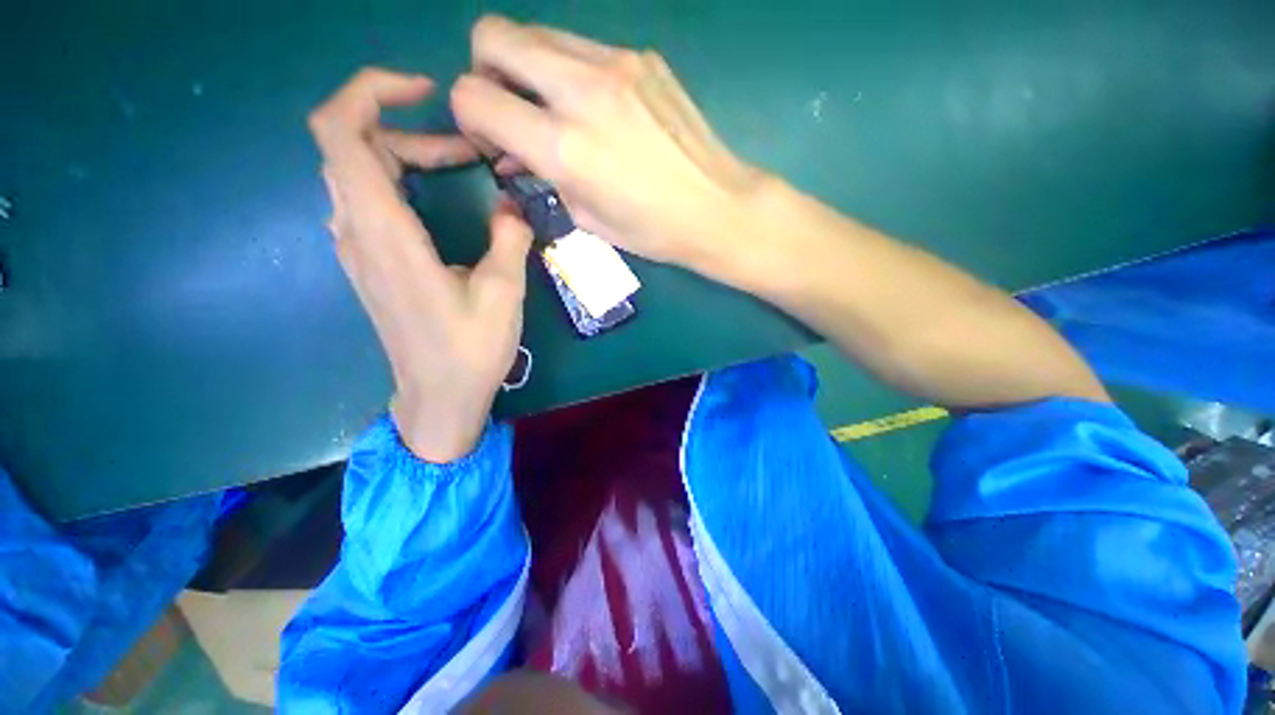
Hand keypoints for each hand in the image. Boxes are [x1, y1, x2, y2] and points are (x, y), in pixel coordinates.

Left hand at [309, 68, 532, 462]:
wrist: (437, 397)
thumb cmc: (469, 351)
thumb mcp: (504, 294)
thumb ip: (510, 239)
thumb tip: (515, 204)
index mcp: (387, 235)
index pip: (340, 133)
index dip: (369, 92)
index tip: (424, 93)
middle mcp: (358, 233)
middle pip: (354, 146)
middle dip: (410, 132)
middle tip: (468, 153)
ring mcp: (358, 249)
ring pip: (360, 173)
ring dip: (407, 158)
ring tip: (461, 172)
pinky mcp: (370, 263)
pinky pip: (369, 200)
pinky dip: (400, 182)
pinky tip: (440, 203)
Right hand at [450, 16, 763, 269]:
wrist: (716, 207)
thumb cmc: (652, 230)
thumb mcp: (586, 219)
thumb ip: (541, 178)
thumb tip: (512, 156)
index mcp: (565, 146)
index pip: (473, 97)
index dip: (470, 119)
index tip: (494, 142)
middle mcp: (582, 90)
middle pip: (493, 35)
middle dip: (486, 71)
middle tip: (513, 111)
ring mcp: (616, 63)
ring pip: (537, 33)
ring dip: (529, 67)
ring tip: (555, 110)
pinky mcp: (642, 56)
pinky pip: (582, 45)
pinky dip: (570, 70)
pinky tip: (596, 107)